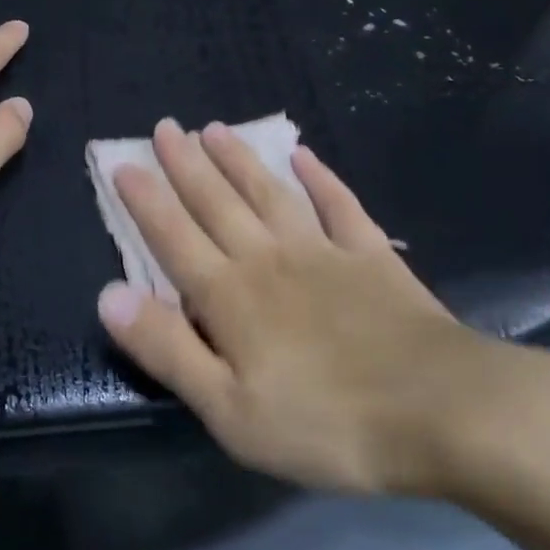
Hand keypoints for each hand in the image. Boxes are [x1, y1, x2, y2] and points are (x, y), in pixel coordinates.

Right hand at [96, 120, 549, 500]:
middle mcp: (269, 259)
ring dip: (239, 160)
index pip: (174, 237)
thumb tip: (108, 295)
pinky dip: (320, 178)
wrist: (441, 410)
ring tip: (215, 129)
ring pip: (269, 193)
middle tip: (165, 127)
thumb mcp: (229, 410)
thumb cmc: (326, 423)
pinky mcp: (371, 257)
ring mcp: (323, 251)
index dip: (145, 200)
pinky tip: (303, 155)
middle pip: (217, 203)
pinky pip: (339, 205)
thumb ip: (167, 349)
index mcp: (230, 296)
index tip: (123, 163)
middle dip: (185, 164)